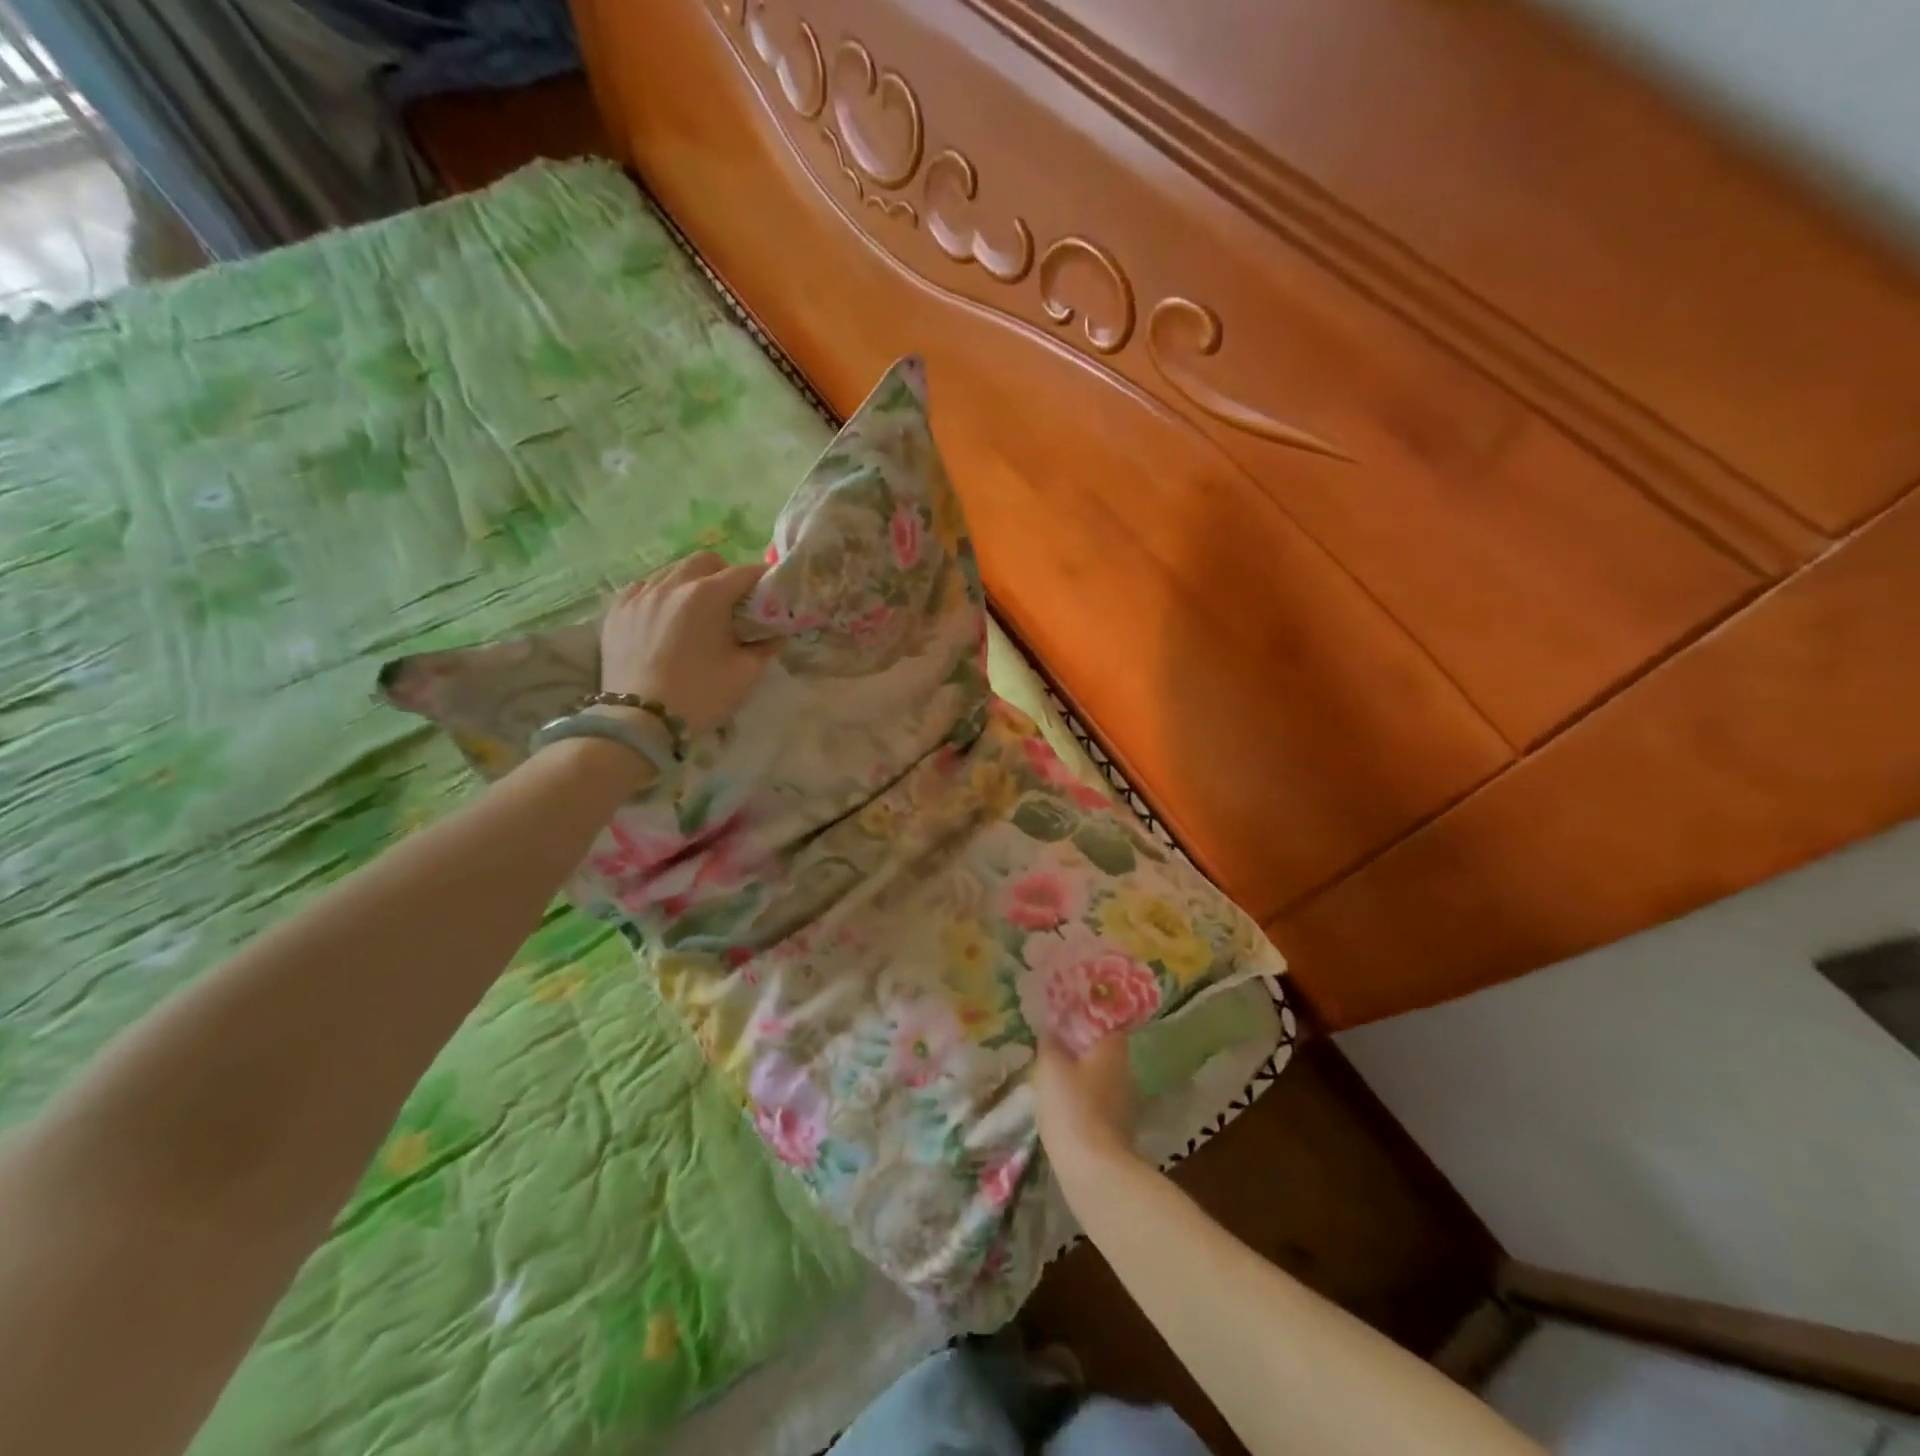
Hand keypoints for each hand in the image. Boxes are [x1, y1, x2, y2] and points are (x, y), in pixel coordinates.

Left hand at [600, 553, 779, 734]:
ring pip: (672, 570)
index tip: (770, 592)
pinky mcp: (617, 609)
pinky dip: (661, 594)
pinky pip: (644, 587)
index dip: (762, 579)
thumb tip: (778, 635)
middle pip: (705, 561)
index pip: (744, 572)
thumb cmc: (700, 695)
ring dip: (691, 582)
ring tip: (697, 609)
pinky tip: (665, 616)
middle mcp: (672, 584)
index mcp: (707, 595)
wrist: (640, 720)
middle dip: (724, 573)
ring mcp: (640, 594)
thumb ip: (765, 648)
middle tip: (732, 601)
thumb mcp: (744, 674)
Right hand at [1035, 1030, 1138, 1170]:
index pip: (1106, 1023)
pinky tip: (1064, 1107)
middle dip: (1082, 1049)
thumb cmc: (1073, 1108)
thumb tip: (1051, 1029)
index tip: (1066, 1018)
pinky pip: (1100, 1104)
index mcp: (1113, 1050)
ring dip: (1082, 1077)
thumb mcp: (1050, 1068)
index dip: (1087, 1018)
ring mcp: (1126, 1104)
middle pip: (1104, 1052)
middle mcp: (1126, 1072)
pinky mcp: (1120, 1130)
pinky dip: (1084, 1102)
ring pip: (1101, 1079)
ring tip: (1055, 1077)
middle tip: (1055, 1047)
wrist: (1095, 1172)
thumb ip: (1050, 1044)